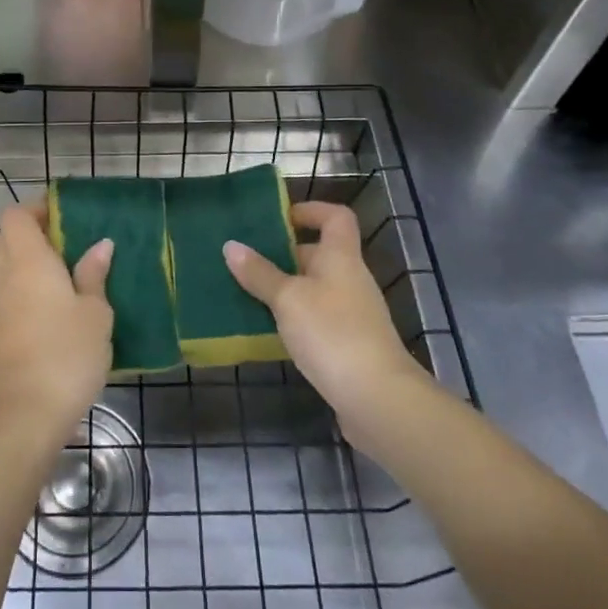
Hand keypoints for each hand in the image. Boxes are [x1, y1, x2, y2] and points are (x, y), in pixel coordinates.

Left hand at [0, 203, 113, 447]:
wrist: (22, 418)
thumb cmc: (66, 356)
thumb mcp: (95, 314)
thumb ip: (94, 276)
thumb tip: (100, 245)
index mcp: (28, 262)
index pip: (14, 216)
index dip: (34, 208)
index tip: (62, 214)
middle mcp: (4, 279)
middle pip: (2, 240)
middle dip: (27, 235)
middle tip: (62, 245)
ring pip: (2, 272)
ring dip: (25, 267)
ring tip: (64, 281)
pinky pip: (6, 302)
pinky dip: (23, 297)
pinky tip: (52, 317)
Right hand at [225, 200, 425, 421]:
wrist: (377, 398)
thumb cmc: (332, 332)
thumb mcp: (288, 298)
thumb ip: (259, 273)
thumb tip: (231, 246)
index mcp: (341, 257)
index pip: (336, 217)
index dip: (311, 210)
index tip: (279, 218)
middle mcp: (350, 279)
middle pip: (319, 254)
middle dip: (284, 255)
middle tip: (246, 261)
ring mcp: (352, 314)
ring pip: (314, 289)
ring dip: (285, 290)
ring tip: (248, 295)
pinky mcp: (348, 345)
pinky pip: (316, 319)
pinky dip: (294, 320)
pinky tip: (269, 332)